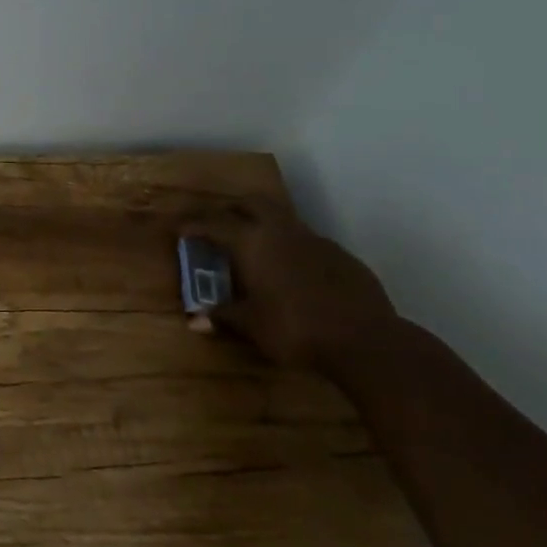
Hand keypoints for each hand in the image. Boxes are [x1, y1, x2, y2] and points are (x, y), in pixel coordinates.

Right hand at [180, 200, 399, 374]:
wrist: (367, 342)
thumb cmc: (295, 330)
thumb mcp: (251, 325)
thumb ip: (224, 316)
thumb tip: (195, 321)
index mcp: (252, 243)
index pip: (214, 223)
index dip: (193, 223)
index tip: (179, 228)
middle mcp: (282, 232)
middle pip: (252, 203)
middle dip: (231, 208)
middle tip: (216, 223)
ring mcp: (317, 241)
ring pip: (282, 219)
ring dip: (263, 226)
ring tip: (252, 248)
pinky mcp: (342, 257)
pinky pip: (307, 242)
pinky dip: (290, 247)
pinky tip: (290, 272)